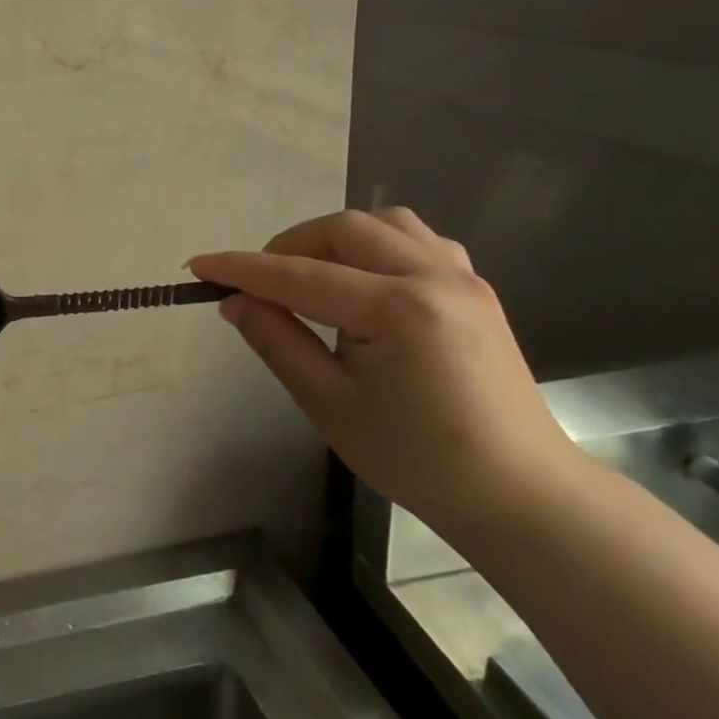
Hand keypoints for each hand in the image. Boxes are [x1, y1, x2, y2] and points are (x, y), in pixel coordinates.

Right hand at [189, 207, 582, 532]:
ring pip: (384, 224)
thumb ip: (277, 341)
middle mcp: (434, 278)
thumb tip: (236, 302)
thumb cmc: (417, 458)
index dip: (243, 269)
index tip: (198, 266)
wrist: (520, 494)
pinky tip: (363, 280)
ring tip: (309, 276)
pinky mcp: (474, 291)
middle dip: (289, 247)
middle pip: (344, 230)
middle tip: (259, 284)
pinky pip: (417, 241)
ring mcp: (462, 279)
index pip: (300, 276)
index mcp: (398, 310)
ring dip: (334, 240)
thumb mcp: (329, 404)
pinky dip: (376, 246)